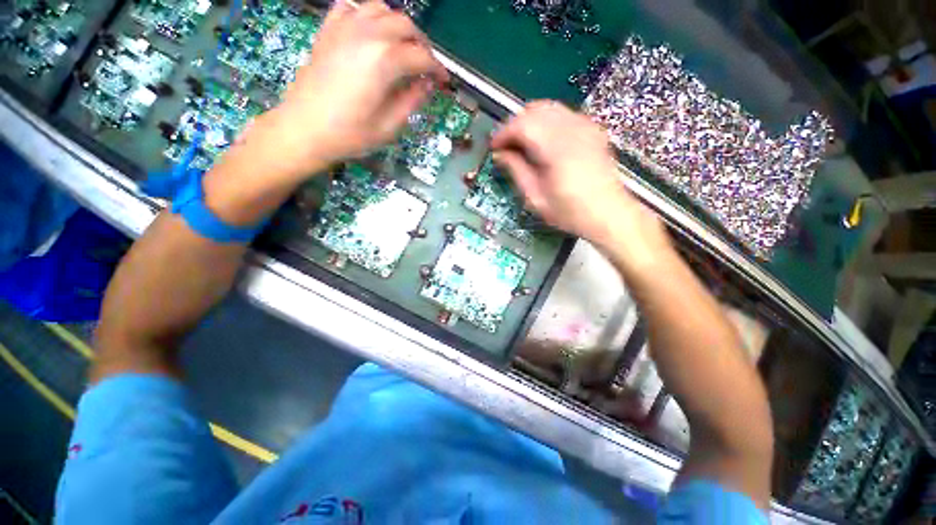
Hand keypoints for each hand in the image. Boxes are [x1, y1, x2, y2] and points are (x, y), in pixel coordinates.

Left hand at [253, 0, 447, 178]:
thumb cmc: (350, 134)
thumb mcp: (389, 126)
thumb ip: (412, 101)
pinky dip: (367, 16)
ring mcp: (344, 28)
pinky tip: (371, 34)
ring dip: (397, 26)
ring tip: (402, 48)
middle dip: (422, 45)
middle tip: (425, 67)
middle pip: (405, 26)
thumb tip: (427, 84)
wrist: (304, 129)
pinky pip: (352, 8)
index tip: (444, 81)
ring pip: (381, 9)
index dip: (437, 69)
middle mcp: (367, 34)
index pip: (421, 57)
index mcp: (385, 60)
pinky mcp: (328, 30)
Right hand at [491, 101, 665, 252]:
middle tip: (506, 145)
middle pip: (535, 109)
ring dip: (530, 121)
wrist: (608, 213)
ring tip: (522, 143)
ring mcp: (585, 126)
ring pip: (549, 107)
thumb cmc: (569, 212)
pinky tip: (544, 141)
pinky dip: (547, 122)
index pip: (522, 125)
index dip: (503, 133)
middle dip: (515, 124)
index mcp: (555, 148)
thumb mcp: (535, 198)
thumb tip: (500, 154)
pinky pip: (564, 114)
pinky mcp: (592, 129)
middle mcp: (571, 129)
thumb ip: (516, 171)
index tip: (494, 147)